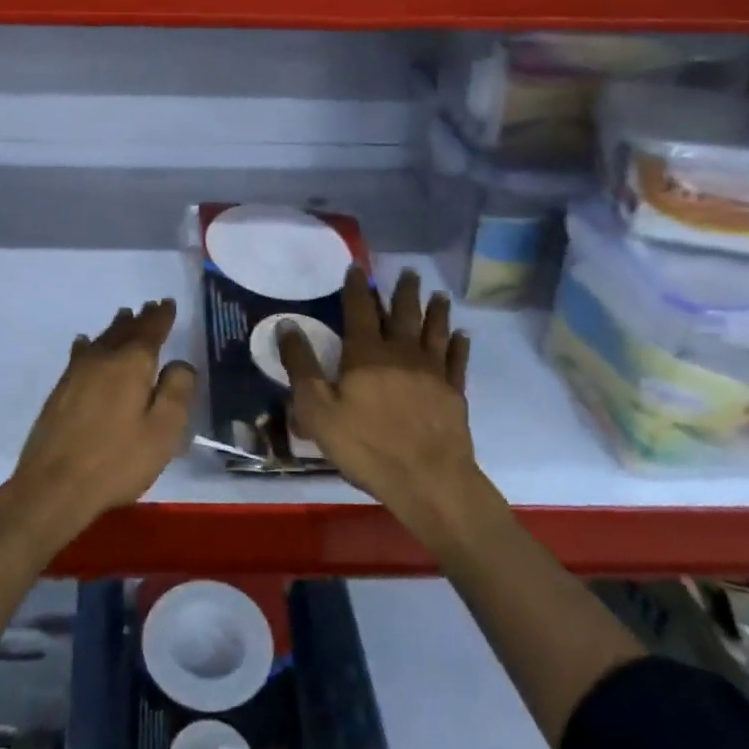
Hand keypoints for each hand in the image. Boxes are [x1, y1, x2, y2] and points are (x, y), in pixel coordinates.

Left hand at [7, 299, 194, 547]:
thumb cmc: (117, 460)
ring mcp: (77, 372)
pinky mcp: (61, 390)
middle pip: (125, 330)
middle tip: (150, 306)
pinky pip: (80, 354)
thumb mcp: (163, 431)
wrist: (54, 485)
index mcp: (132, 364)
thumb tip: (180, 363)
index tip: (167, 303)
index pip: (151, 331)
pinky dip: (89, 344)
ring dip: (116, 327)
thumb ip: (177, 391)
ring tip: (124, 316)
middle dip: (140, 318)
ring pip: (102, 339)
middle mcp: (103, 358)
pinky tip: (84, 343)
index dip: (161, 317)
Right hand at [280, 268, 483, 552]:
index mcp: (366, 353)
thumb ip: (301, 365)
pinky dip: (459, 344)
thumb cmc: (366, 445)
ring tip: (438, 294)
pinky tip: (462, 334)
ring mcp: (432, 371)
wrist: (429, 480)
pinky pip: (457, 359)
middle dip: (404, 291)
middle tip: (409, 271)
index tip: (357, 268)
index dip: (357, 287)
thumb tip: (287, 325)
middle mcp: (401, 353)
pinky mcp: (453, 392)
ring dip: (435, 310)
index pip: (360, 309)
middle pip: (403, 313)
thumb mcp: (317, 410)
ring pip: (433, 330)